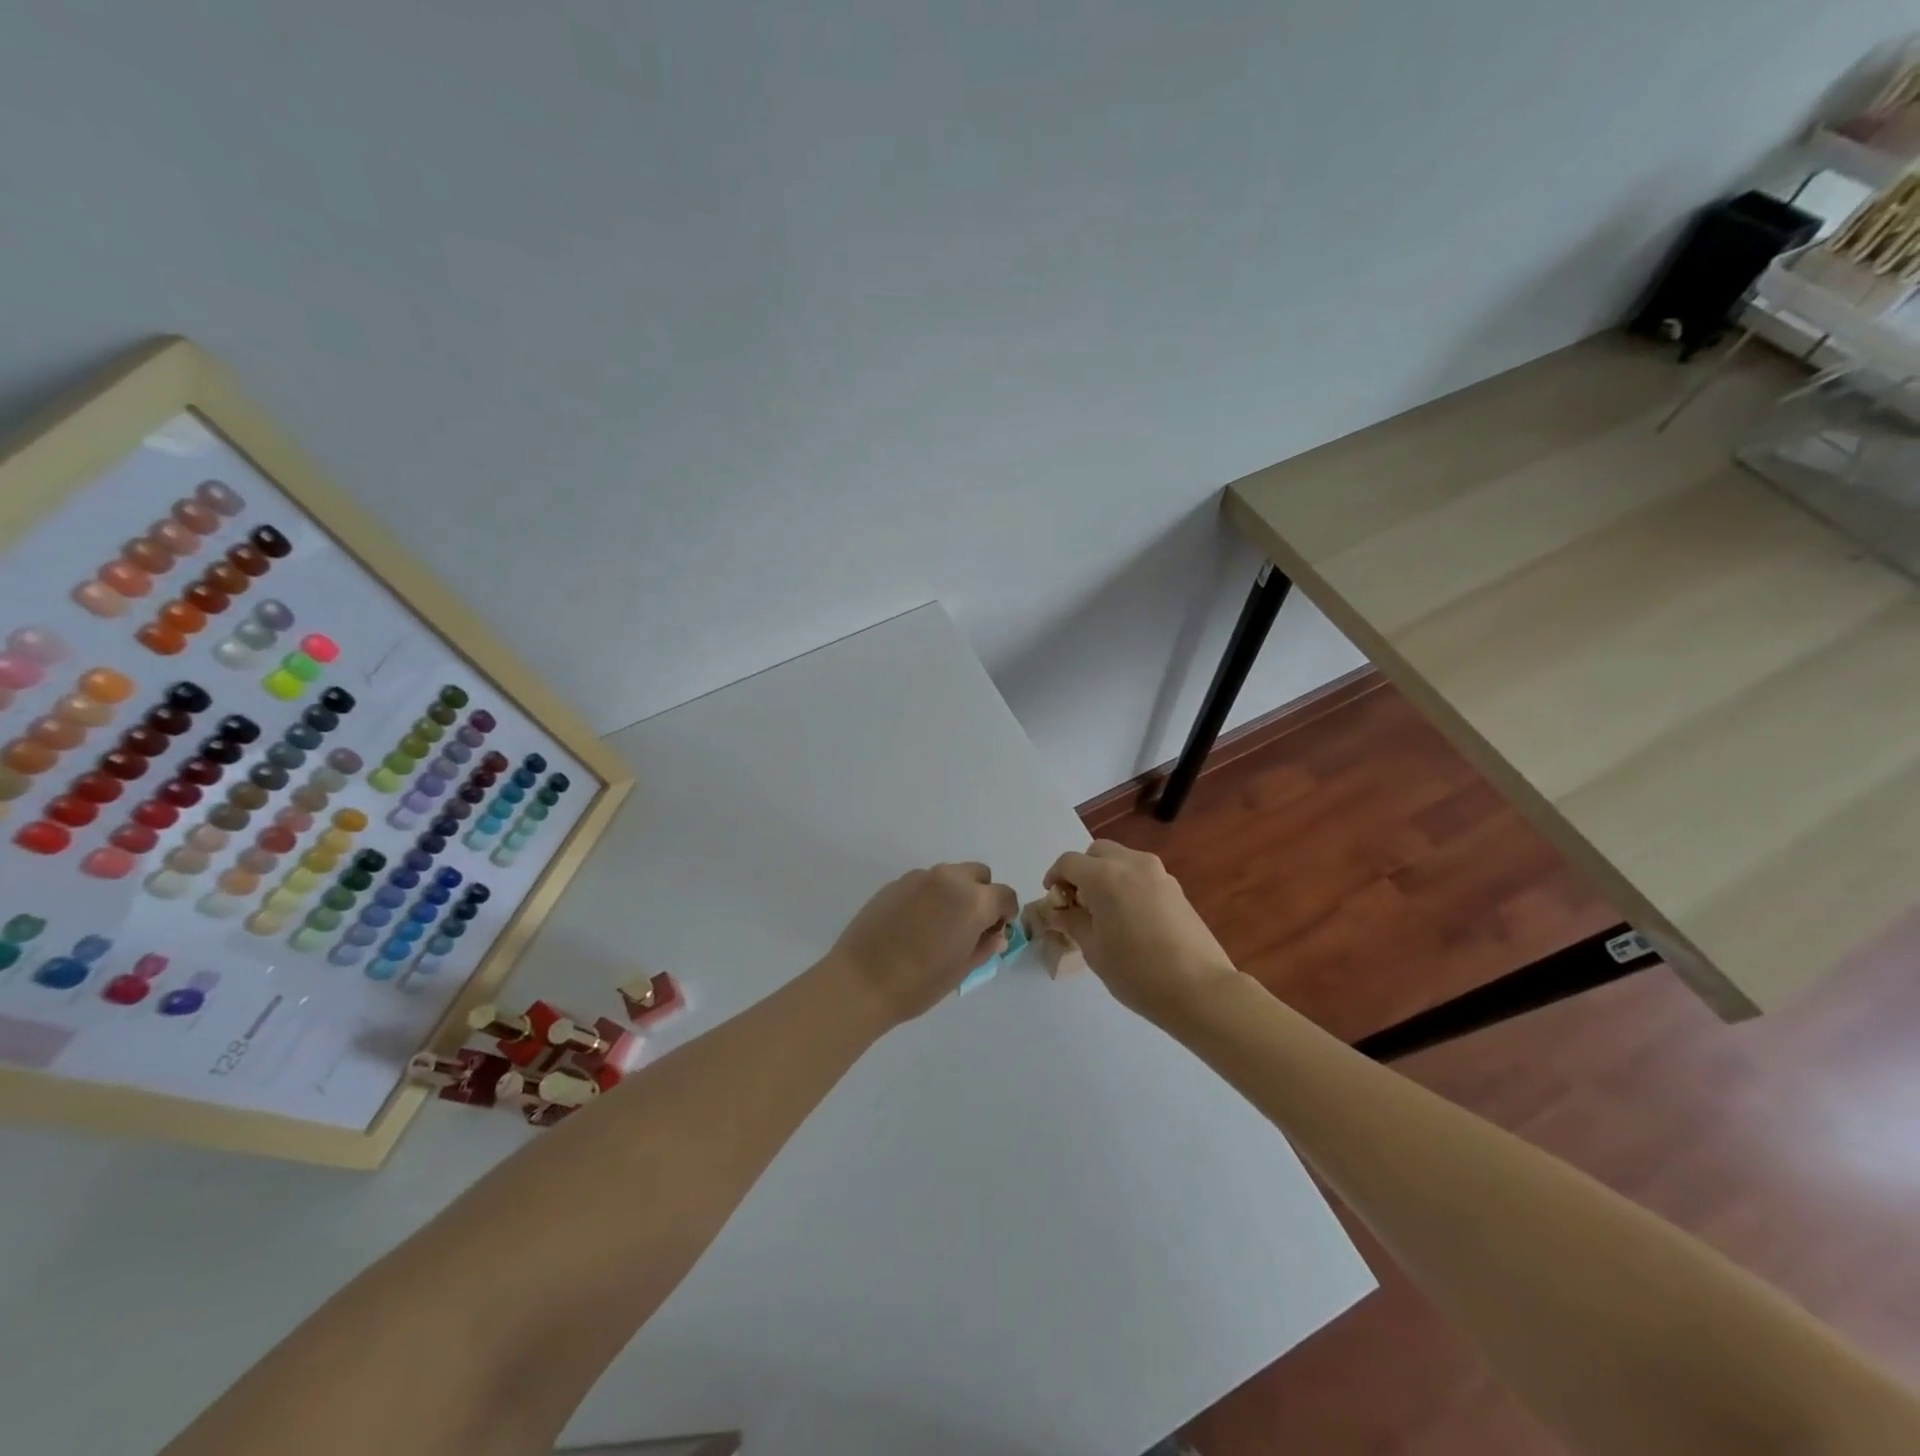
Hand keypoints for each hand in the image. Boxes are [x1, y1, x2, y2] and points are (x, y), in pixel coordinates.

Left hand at [825, 863, 1018, 1027]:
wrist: (860, 981)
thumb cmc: (919, 983)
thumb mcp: (962, 969)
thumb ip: (984, 946)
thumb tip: (995, 934)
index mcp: (972, 900)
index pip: (1004, 895)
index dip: (1005, 913)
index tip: (995, 931)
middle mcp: (949, 879)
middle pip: (979, 875)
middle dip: (982, 895)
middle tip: (970, 926)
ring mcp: (919, 877)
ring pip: (951, 876)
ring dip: (955, 893)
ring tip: (939, 926)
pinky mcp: (895, 883)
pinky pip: (925, 883)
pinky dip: (930, 896)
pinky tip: (915, 925)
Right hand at [1036, 841, 1241, 1023]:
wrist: (1199, 989)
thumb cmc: (1136, 972)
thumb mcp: (1093, 949)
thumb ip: (1073, 921)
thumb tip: (1060, 911)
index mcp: (1105, 876)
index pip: (1069, 862)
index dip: (1055, 877)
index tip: (1053, 899)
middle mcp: (1132, 864)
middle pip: (1097, 852)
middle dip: (1082, 871)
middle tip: (1078, 902)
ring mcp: (1158, 874)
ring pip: (1122, 860)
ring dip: (1106, 875)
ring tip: (1104, 911)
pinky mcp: (1175, 888)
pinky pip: (1141, 875)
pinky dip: (1127, 884)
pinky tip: (1129, 918)